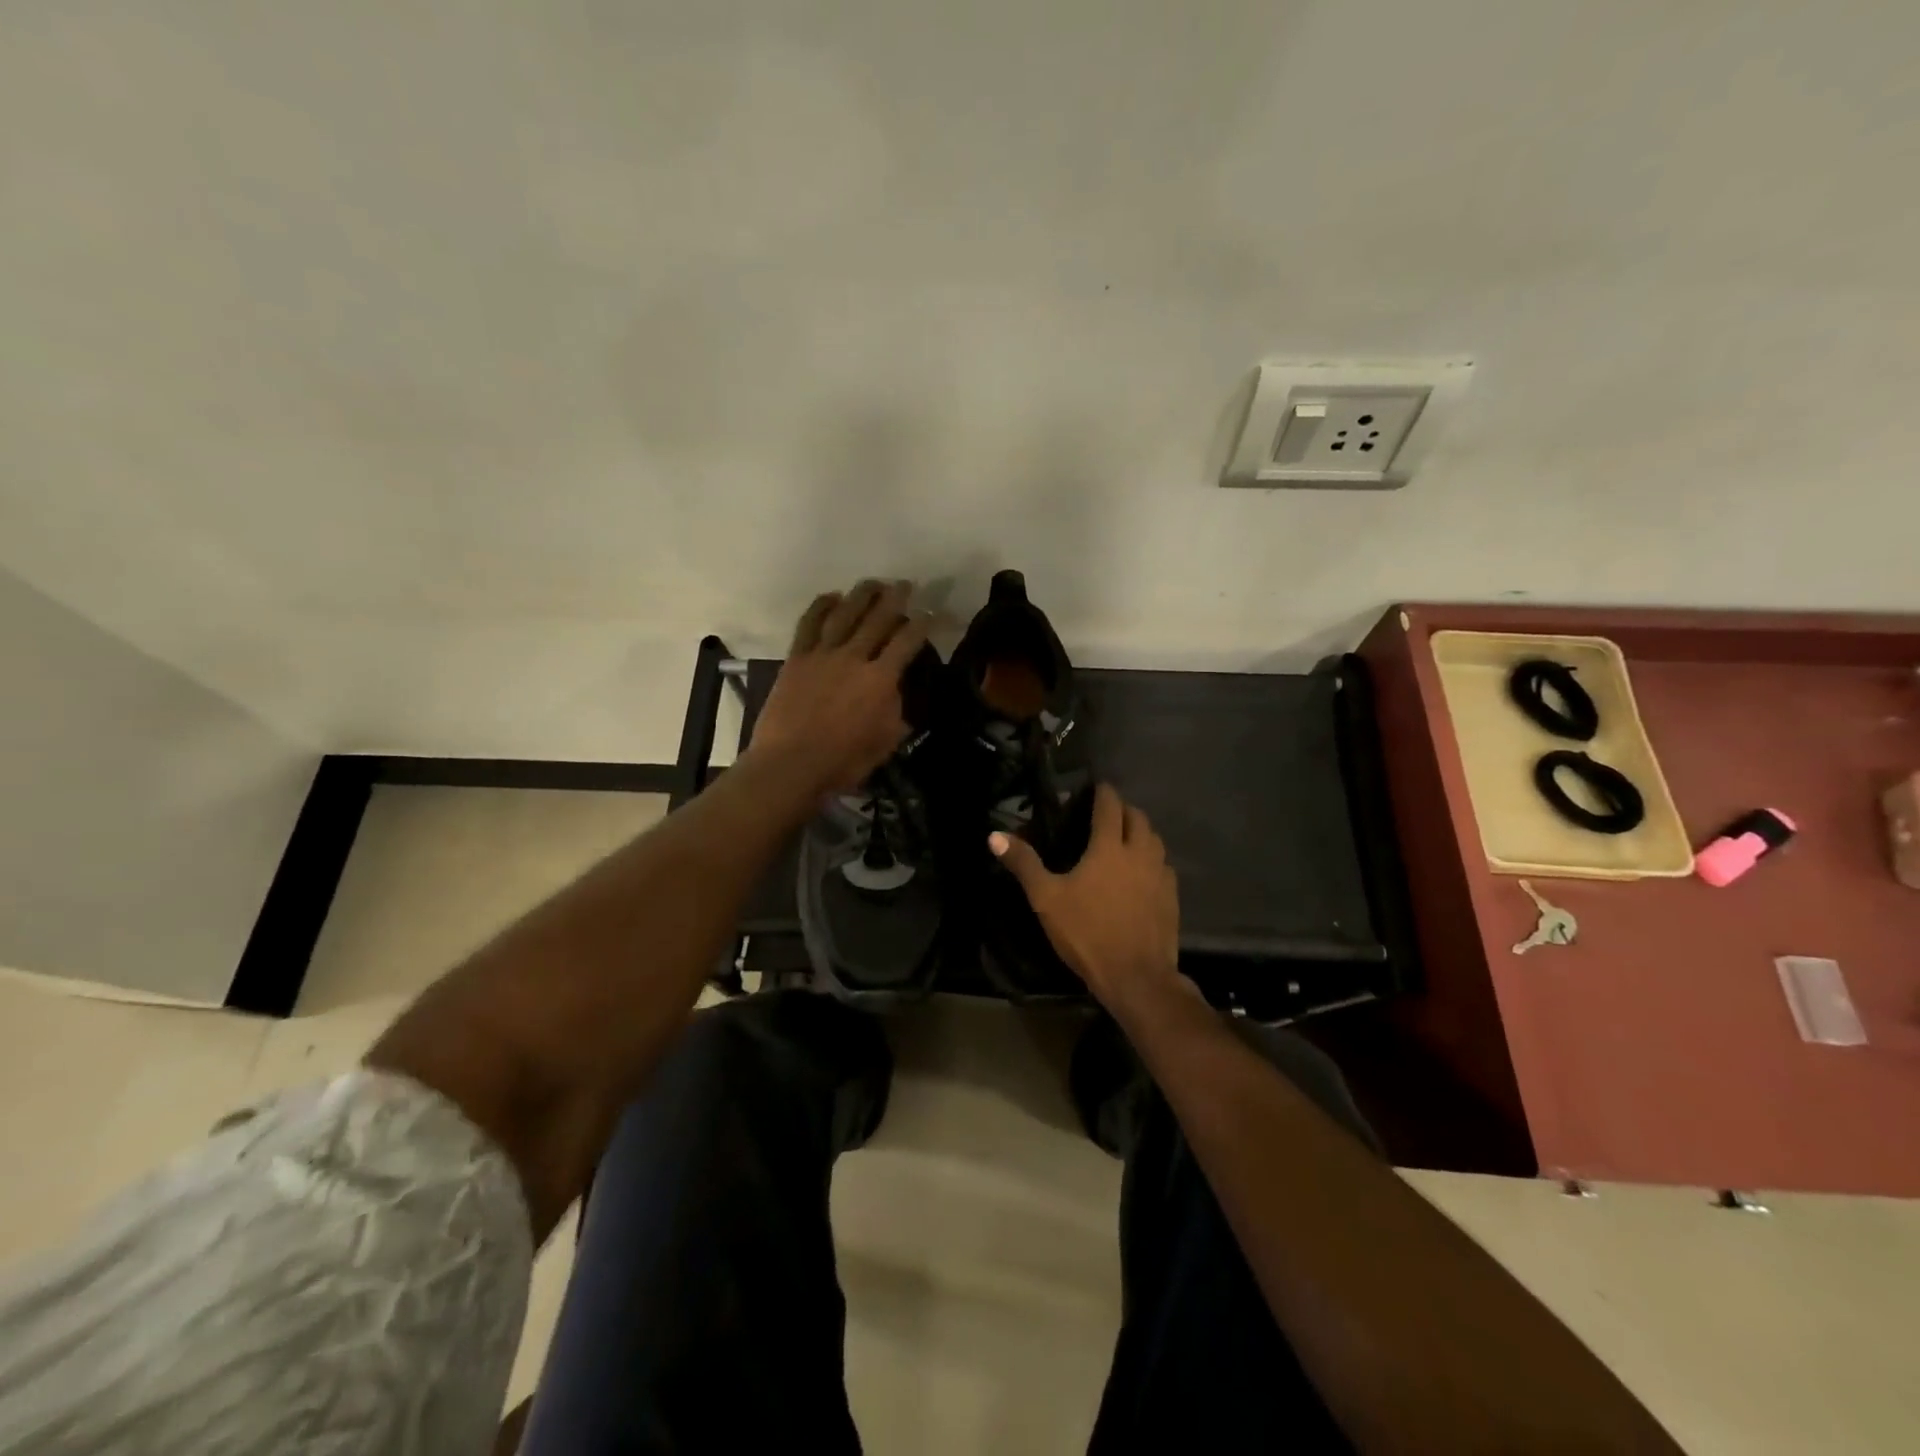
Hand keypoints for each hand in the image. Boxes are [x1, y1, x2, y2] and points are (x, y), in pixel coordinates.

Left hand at [747, 579, 932, 794]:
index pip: (907, 642)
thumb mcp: (885, 742)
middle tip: (905, 585)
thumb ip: (895, 712)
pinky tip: (831, 596)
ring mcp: (822, 655)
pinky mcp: (797, 658)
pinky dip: (821, 606)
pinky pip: (810, 624)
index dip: (923, 624)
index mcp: (880, 679)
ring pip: (845, 613)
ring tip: (873, 582)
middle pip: (878, 618)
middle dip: (896, 598)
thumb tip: (896, 692)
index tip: (931, 614)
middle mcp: (854, 657)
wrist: (790, 764)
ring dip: (862, 594)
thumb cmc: (843, 761)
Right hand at [989, 783, 1182, 1013]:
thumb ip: (1024, 864)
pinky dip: (1152, 859)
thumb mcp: (1046, 899)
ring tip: (1124, 839)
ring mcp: (1160, 875)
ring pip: (1155, 840)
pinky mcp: (1172, 897)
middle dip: (1123, 809)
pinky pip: (1164, 865)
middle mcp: (1140, 852)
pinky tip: (1141, 873)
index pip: (1109, 805)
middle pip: (1138, 817)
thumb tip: (994, 836)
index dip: (1102, 792)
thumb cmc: (1087, 933)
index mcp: (1109, 847)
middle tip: (1106, 814)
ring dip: (1140, 831)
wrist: (1136, 976)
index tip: (1094, 787)